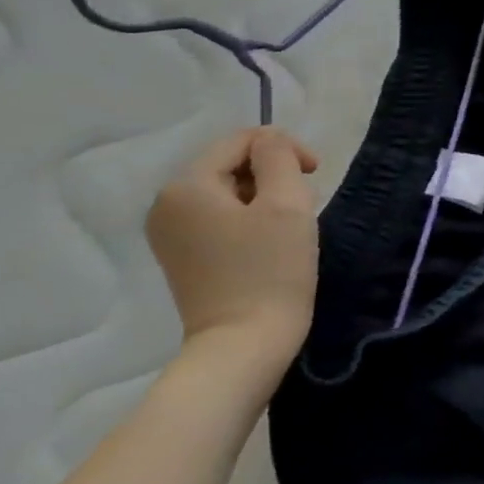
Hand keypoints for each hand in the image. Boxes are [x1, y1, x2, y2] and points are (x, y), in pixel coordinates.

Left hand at [146, 127, 320, 371]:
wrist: (246, 342)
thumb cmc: (271, 270)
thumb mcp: (286, 203)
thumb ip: (278, 157)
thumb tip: (271, 141)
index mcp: (186, 186)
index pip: (241, 141)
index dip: (284, 148)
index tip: (316, 174)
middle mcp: (166, 204)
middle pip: (230, 164)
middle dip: (273, 173)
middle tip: (307, 202)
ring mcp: (170, 233)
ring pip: (228, 191)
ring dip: (265, 196)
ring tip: (291, 223)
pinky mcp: (182, 256)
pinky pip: (219, 217)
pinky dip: (249, 218)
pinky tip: (270, 242)